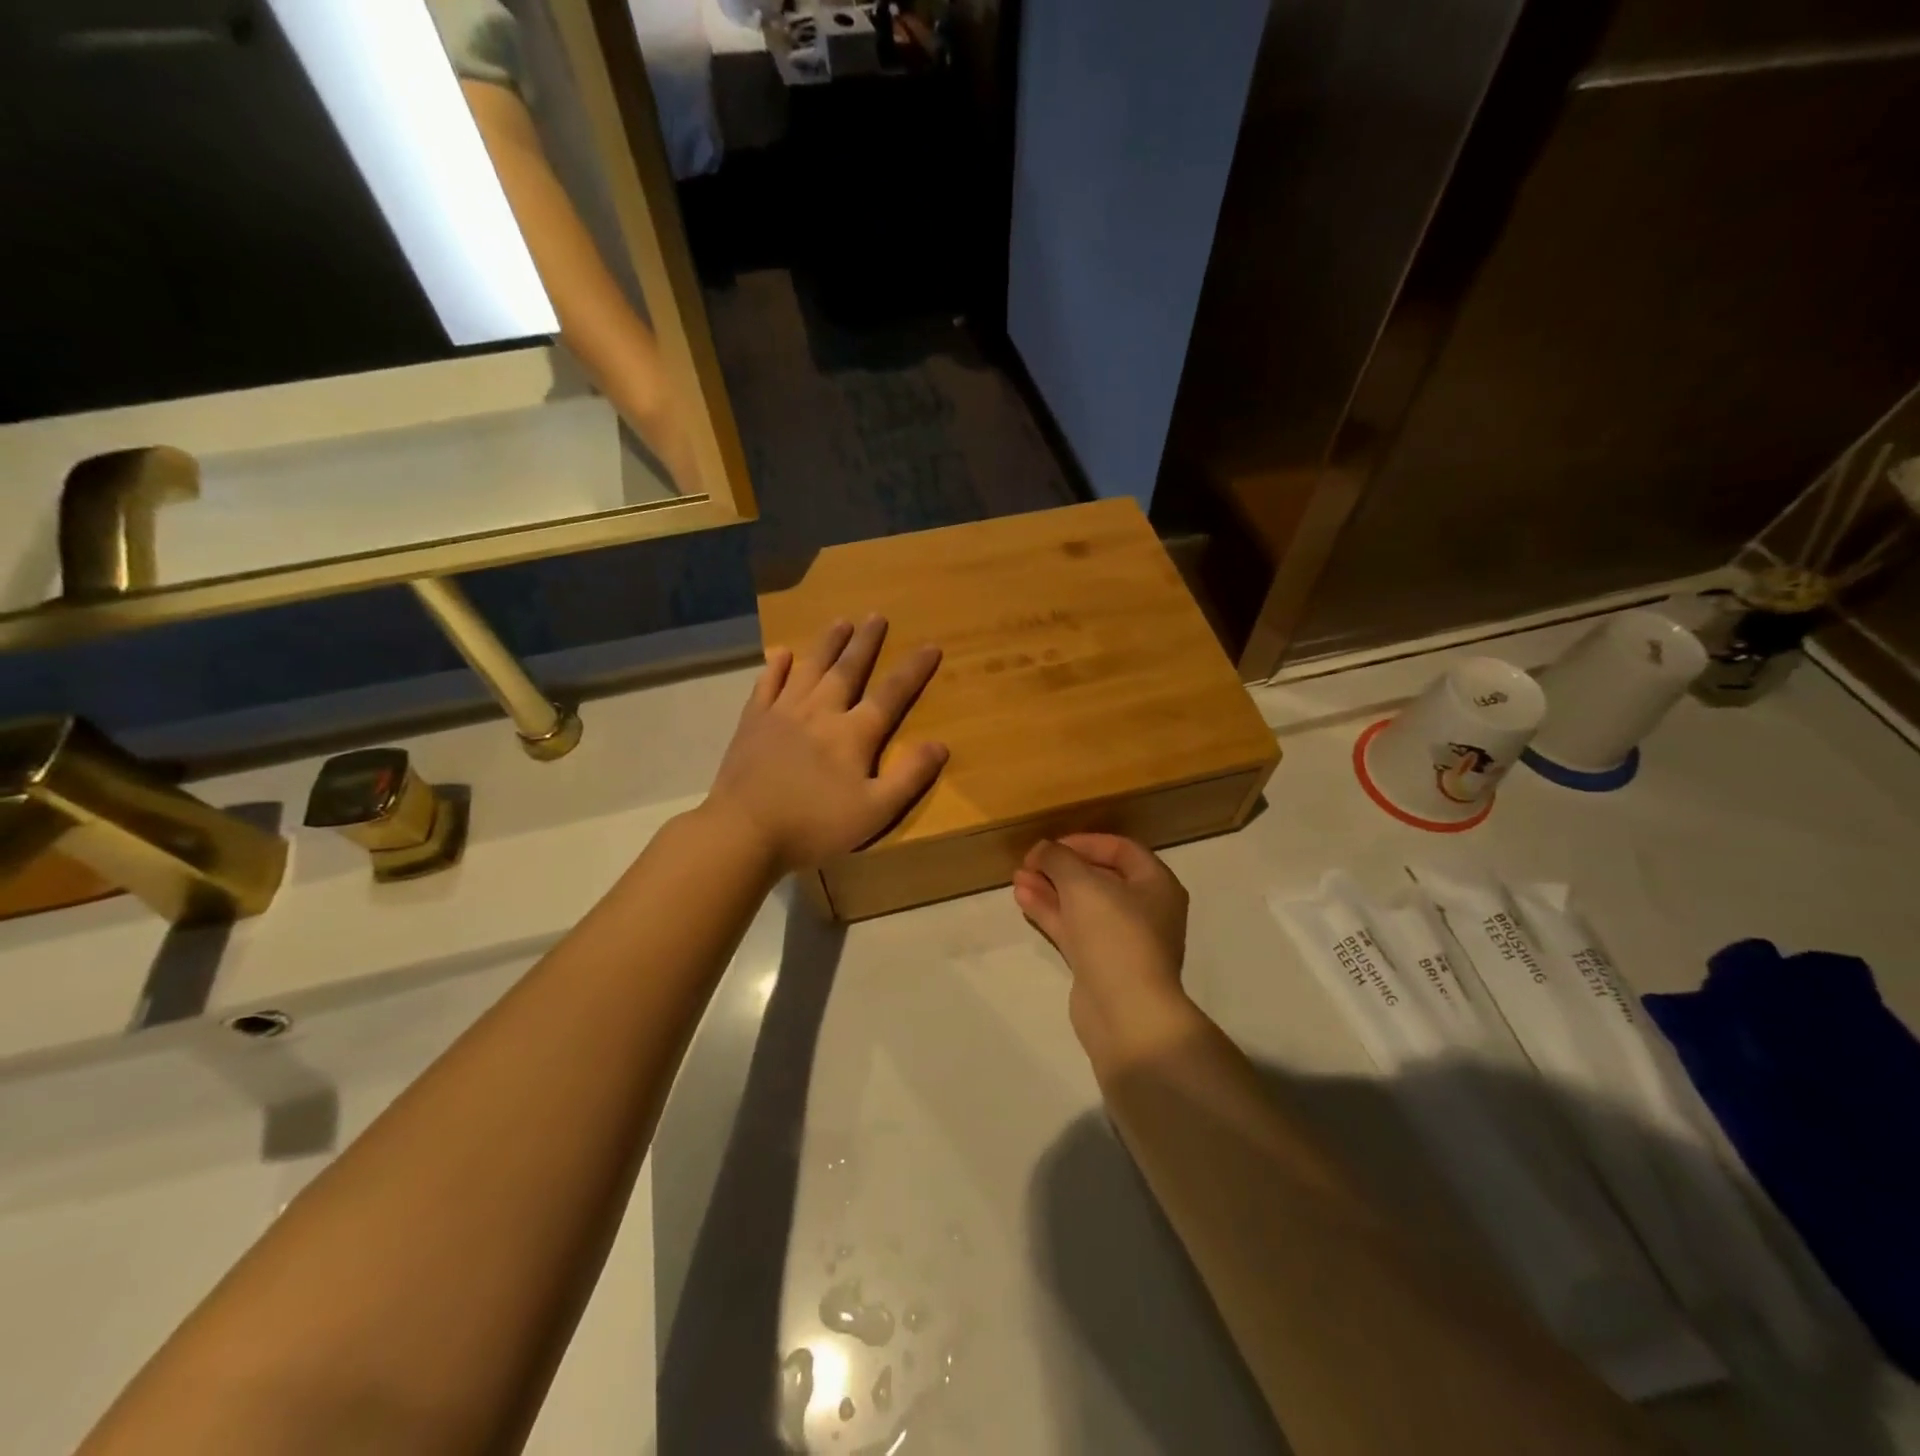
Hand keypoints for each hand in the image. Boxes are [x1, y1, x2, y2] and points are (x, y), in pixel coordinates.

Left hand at [706, 616, 947, 872]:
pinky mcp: (753, 723)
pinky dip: (776, 667)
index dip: (913, 670)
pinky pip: (767, 685)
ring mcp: (782, 713)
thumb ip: (909, 777)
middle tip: (876, 616)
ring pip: (809, 669)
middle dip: (865, 643)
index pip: (891, 694)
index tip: (930, 646)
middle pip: (847, 670)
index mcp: (853, 734)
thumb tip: (941, 744)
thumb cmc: (814, 825)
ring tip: (840, 622)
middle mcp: (820, 712)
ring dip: (826, 644)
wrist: (744, 831)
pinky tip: (781, 653)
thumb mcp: (875, 811)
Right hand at [1013, 835, 1199, 1069]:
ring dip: (1050, 889)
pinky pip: (1074, 929)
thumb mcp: (1082, 884)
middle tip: (1029, 862)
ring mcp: (1122, 940)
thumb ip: (1058, 858)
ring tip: (1017, 878)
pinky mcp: (1100, 964)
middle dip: (1061, 867)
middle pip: (1099, 877)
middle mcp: (1144, 910)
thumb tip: (1043, 849)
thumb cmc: (1114, 935)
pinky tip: (1023, 899)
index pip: (1121, 849)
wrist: (1125, 1012)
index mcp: (1156, 885)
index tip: (1051, 845)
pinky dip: (1050, 912)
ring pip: (1082, 905)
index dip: (1084, 842)